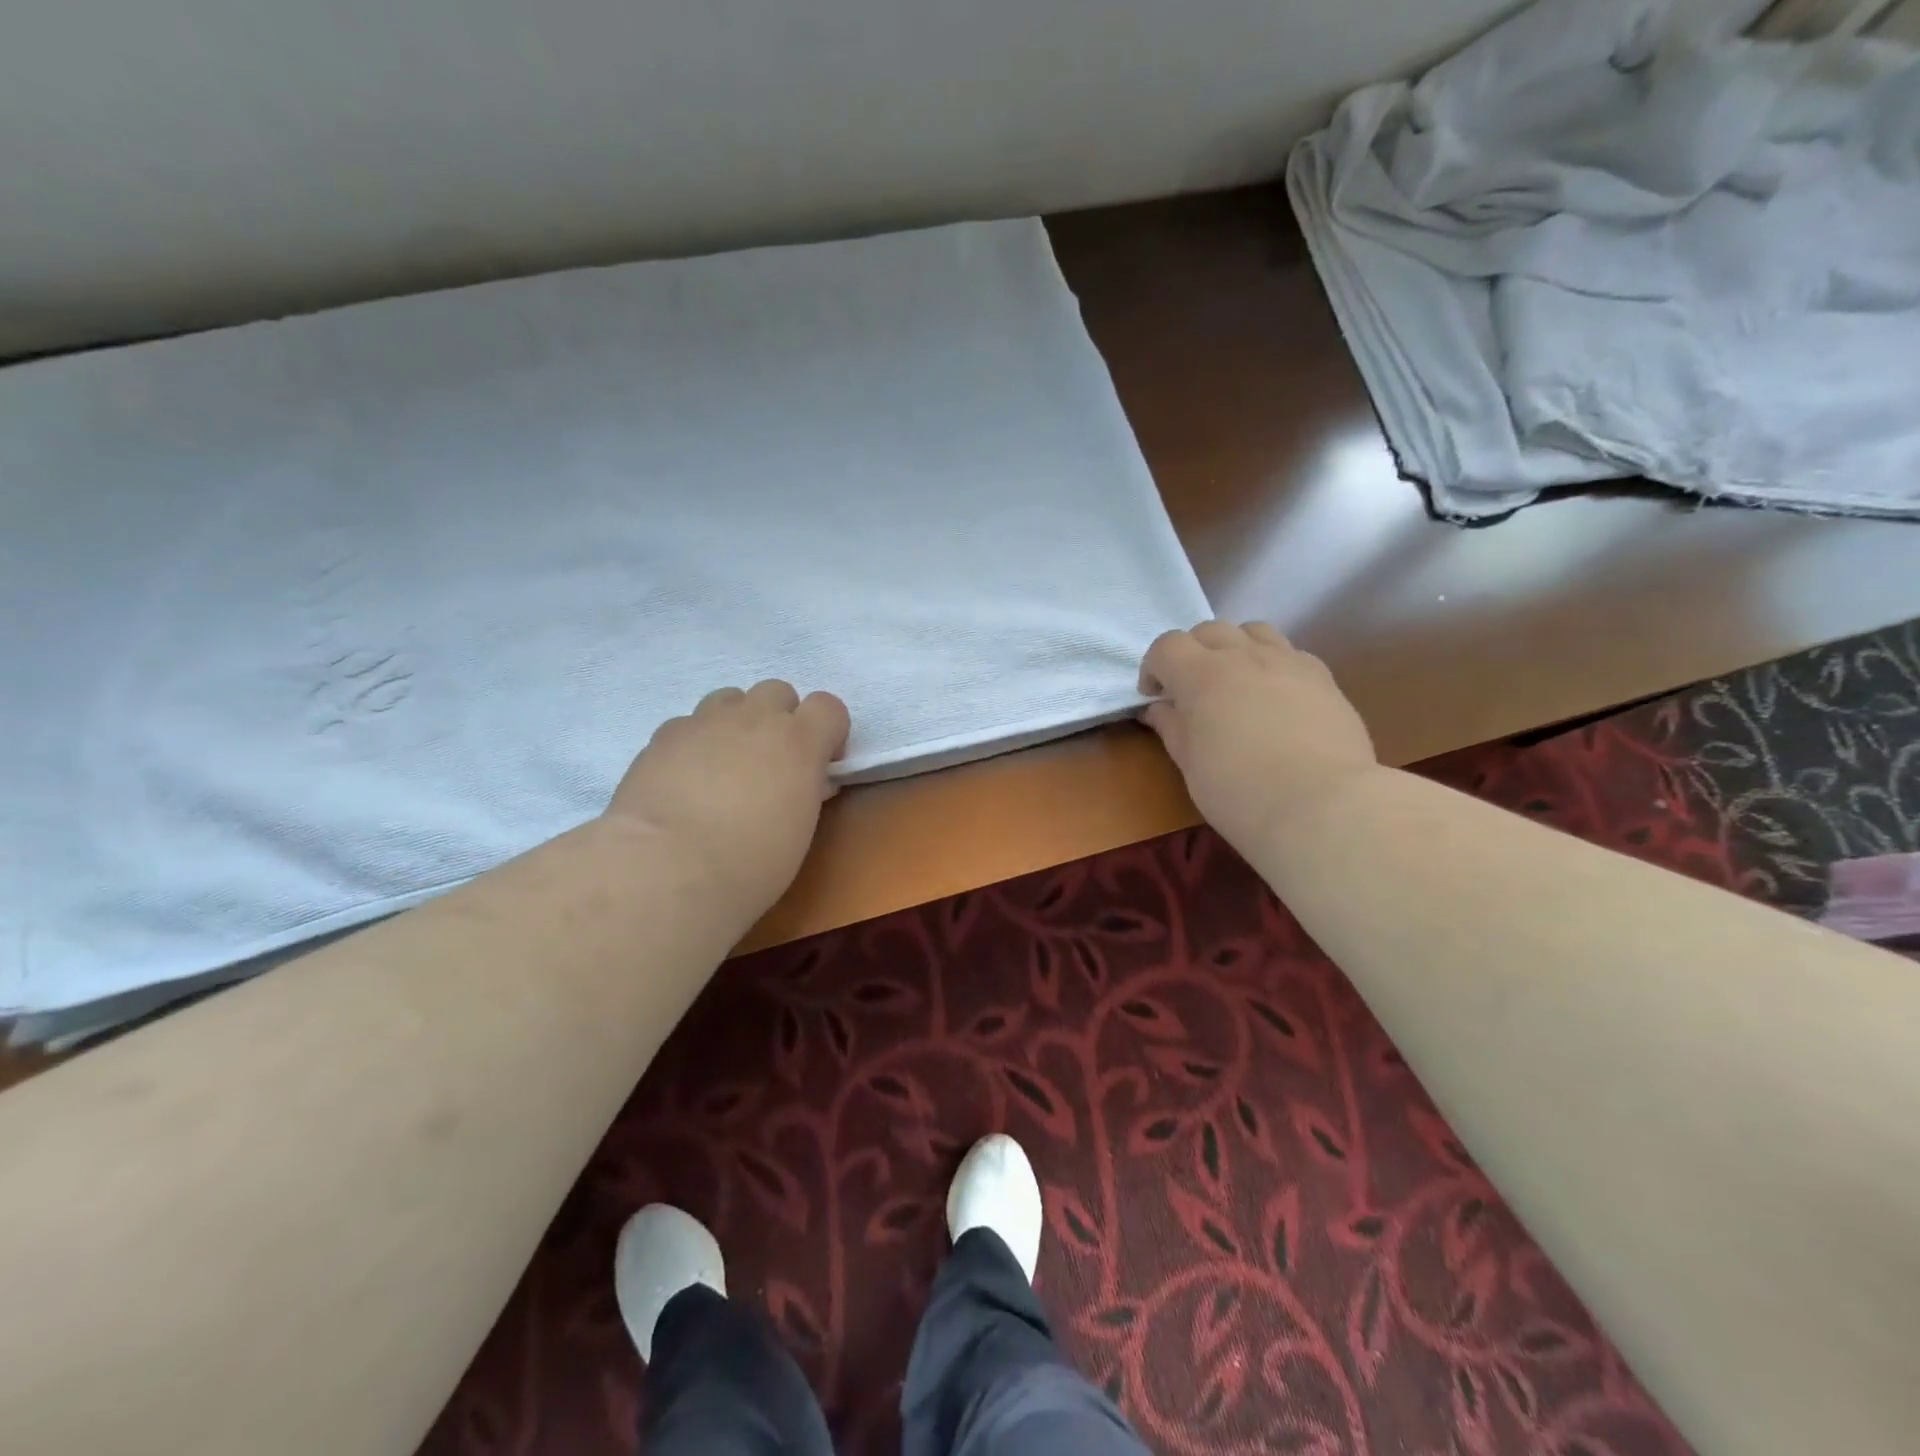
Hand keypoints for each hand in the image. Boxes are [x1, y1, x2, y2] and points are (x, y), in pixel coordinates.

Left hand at [603, 681, 849, 919]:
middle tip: (771, 763)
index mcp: (799, 742)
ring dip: (737, 722)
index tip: (820, 764)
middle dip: (780, 719)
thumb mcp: (798, 830)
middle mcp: (754, 718)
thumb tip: (807, 782)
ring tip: (726, 765)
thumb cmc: (750, 863)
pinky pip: (689, 724)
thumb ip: (806, 792)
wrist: (667, 869)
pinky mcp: (663, 736)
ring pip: (730, 698)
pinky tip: (686, 779)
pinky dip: (695, 743)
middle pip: (778, 691)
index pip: (829, 707)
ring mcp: (705, 722)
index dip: (828, 732)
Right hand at [1140, 621, 1376, 854]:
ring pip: (1253, 631)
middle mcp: (1243, 656)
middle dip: (1192, 653)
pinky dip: (1272, 664)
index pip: (1167, 646)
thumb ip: (1172, 726)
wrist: (1321, 805)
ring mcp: (1288, 661)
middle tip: (1192, 690)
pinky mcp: (1323, 677)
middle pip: (1209, 631)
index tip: (1155, 697)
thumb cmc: (1239, 790)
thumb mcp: (1190, 763)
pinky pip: (1290, 653)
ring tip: (1236, 682)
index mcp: (1201, 675)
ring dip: (1235, 648)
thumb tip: (1159, 708)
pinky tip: (1276, 697)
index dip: (1154, 668)